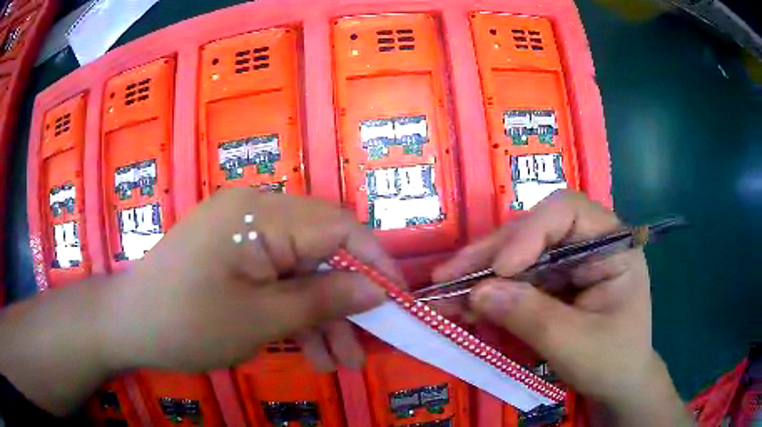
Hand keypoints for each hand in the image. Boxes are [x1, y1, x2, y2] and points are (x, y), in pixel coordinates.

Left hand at [101, 188, 399, 372]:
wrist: (129, 325)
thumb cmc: (186, 323)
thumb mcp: (260, 320)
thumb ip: (322, 301)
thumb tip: (377, 291)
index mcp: (259, 215)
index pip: (339, 228)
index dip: (376, 263)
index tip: (399, 302)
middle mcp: (255, 213)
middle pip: (323, 252)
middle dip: (347, 302)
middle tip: (365, 348)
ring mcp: (244, 235)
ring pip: (303, 272)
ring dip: (323, 317)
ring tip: (338, 364)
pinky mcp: (236, 256)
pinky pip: (279, 279)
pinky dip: (296, 314)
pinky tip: (309, 352)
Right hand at [433, 191, 688, 425]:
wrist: (619, 385)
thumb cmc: (612, 362)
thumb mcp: (575, 345)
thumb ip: (531, 317)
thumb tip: (478, 293)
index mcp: (613, 245)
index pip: (568, 212)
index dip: (530, 232)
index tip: (500, 270)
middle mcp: (589, 243)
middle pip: (535, 230)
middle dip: (491, 254)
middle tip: (448, 275)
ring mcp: (570, 263)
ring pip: (519, 253)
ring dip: (482, 273)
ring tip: (446, 290)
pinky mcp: (554, 284)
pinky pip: (517, 279)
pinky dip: (490, 292)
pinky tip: (465, 303)